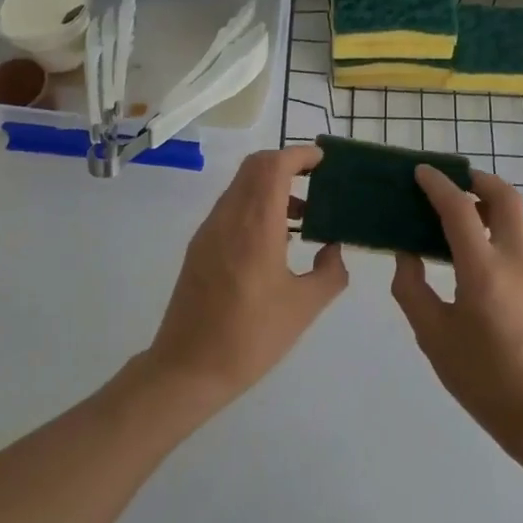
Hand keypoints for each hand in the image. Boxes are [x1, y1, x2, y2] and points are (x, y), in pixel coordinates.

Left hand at [144, 146, 348, 410]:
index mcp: (255, 226)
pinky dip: (256, 205)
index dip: (299, 154)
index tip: (324, 161)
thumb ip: (330, 272)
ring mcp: (209, 230)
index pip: (274, 166)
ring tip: (304, 215)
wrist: (187, 368)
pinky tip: (276, 239)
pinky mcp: (200, 247)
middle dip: (286, 163)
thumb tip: (334, 249)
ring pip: (241, 186)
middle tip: (317, 180)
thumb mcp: (303, 307)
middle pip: (255, 167)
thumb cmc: (250, 337)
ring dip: (271, 186)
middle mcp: (228, 217)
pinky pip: (231, 208)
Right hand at [391, 166, 522, 460]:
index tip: (421, 172)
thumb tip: (407, 255)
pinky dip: (500, 233)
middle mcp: (518, 259)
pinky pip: (522, 244)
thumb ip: (412, 288)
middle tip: (452, 182)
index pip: (460, 209)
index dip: (438, 185)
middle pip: (505, 197)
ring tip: (461, 219)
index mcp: (484, 270)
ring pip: (518, 219)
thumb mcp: (433, 336)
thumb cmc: (483, 378)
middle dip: (478, 180)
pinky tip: (480, 261)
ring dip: (490, 206)